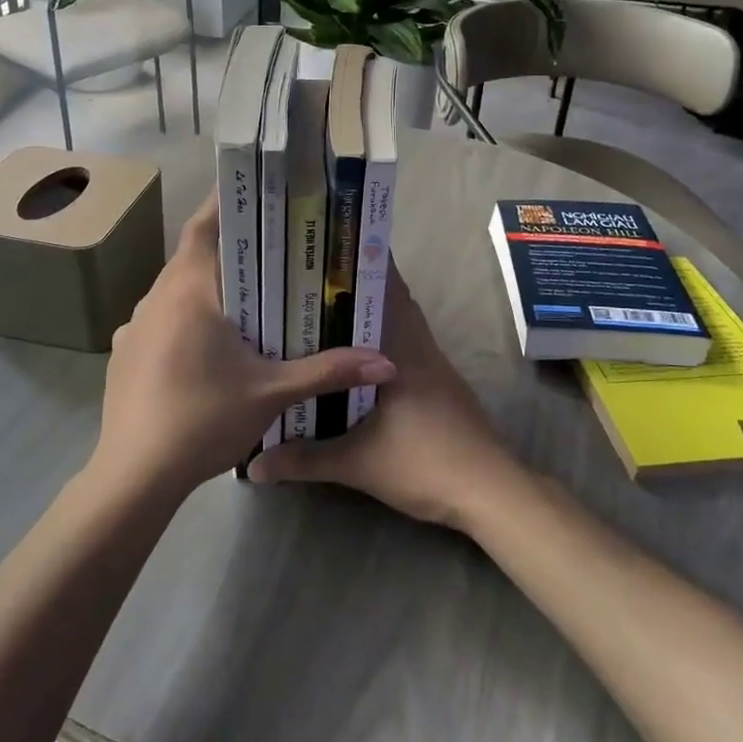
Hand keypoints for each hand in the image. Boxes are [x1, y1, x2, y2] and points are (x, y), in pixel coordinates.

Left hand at [92, 190, 395, 500]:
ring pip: (175, 288)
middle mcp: (155, 297)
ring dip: (207, 285)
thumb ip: (328, 371)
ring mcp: (134, 326)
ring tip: (247, 294)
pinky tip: (208, 342)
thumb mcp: (272, 393)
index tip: (259, 192)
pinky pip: (160, 318)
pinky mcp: (125, 353)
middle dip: (229, 248)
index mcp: (189, 291)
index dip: (227, 203)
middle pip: (192, 255)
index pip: (204, 225)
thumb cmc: (203, 420)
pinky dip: (186, 316)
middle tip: (272, 247)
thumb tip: (387, 362)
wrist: (134, 476)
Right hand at [249, 264, 527, 530]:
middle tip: (313, 281)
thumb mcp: (357, 463)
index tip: (328, 249)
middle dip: (358, 287)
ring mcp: (435, 366)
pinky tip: (356, 361)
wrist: (489, 492)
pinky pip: (407, 348)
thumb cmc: (425, 463)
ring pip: (401, 326)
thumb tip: (253, 466)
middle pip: (393, 301)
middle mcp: (420, 348)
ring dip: (372, 316)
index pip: (387, 288)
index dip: (362, 262)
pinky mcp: (441, 386)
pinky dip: (383, 343)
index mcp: (402, 350)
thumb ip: (305, 459)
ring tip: (326, 313)